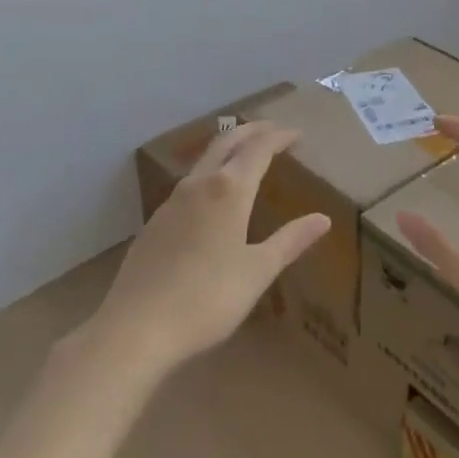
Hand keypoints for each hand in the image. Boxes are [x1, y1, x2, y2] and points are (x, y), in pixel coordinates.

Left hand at [84, 122, 328, 378]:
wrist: (136, 327)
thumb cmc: (207, 299)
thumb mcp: (258, 272)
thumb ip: (290, 241)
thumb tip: (322, 219)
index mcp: (228, 190)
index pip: (258, 148)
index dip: (279, 137)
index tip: (297, 133)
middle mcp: (198, 185)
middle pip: (226, 142)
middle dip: (251, 131)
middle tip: (273, 130)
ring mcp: (171, 202)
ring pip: (204, 161)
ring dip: (227, 150)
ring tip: (246, 157)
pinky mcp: (155, 222)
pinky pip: (189, 184)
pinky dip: (210, 175)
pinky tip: (213, 198)